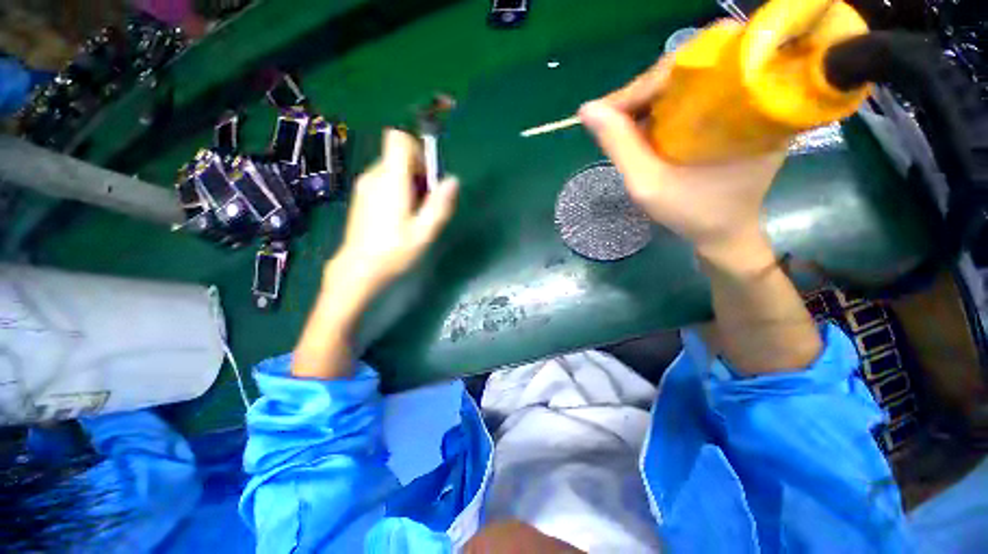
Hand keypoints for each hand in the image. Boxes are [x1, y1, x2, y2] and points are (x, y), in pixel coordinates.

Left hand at [327, 129, 458, 301]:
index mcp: (391, 180)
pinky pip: (384, 180)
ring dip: (409, 183)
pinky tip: (399, 215)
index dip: (417, 149)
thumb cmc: (394, 251)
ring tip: (414, 213)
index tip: (427, 175)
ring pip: (393, 169)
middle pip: (399, 156)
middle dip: (418, 173)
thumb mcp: (424, 232)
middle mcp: (375, 176)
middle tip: (425, 203)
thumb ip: (440, 205)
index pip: (398, 139)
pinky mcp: (362, 195)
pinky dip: (397, 189)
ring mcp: (365, 185)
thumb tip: (453, 180)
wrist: (359, 268)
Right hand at [578, 56, 784, 264]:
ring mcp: (745, 102)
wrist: (726, 232)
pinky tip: (645, 125)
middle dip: (642, 92)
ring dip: (650, 100)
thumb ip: (619, 146)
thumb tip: (587, 109)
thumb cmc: (691, 212)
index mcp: (739, 105)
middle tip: (611, 118)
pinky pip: (694, 96)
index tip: (602, 112)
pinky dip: (664, 107)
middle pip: (687, 69)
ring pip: (688, 81)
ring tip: (623, 122)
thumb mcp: (648, 184)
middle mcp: (749, 93)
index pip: (683, 69)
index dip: (638, 87)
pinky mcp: (737, 113)